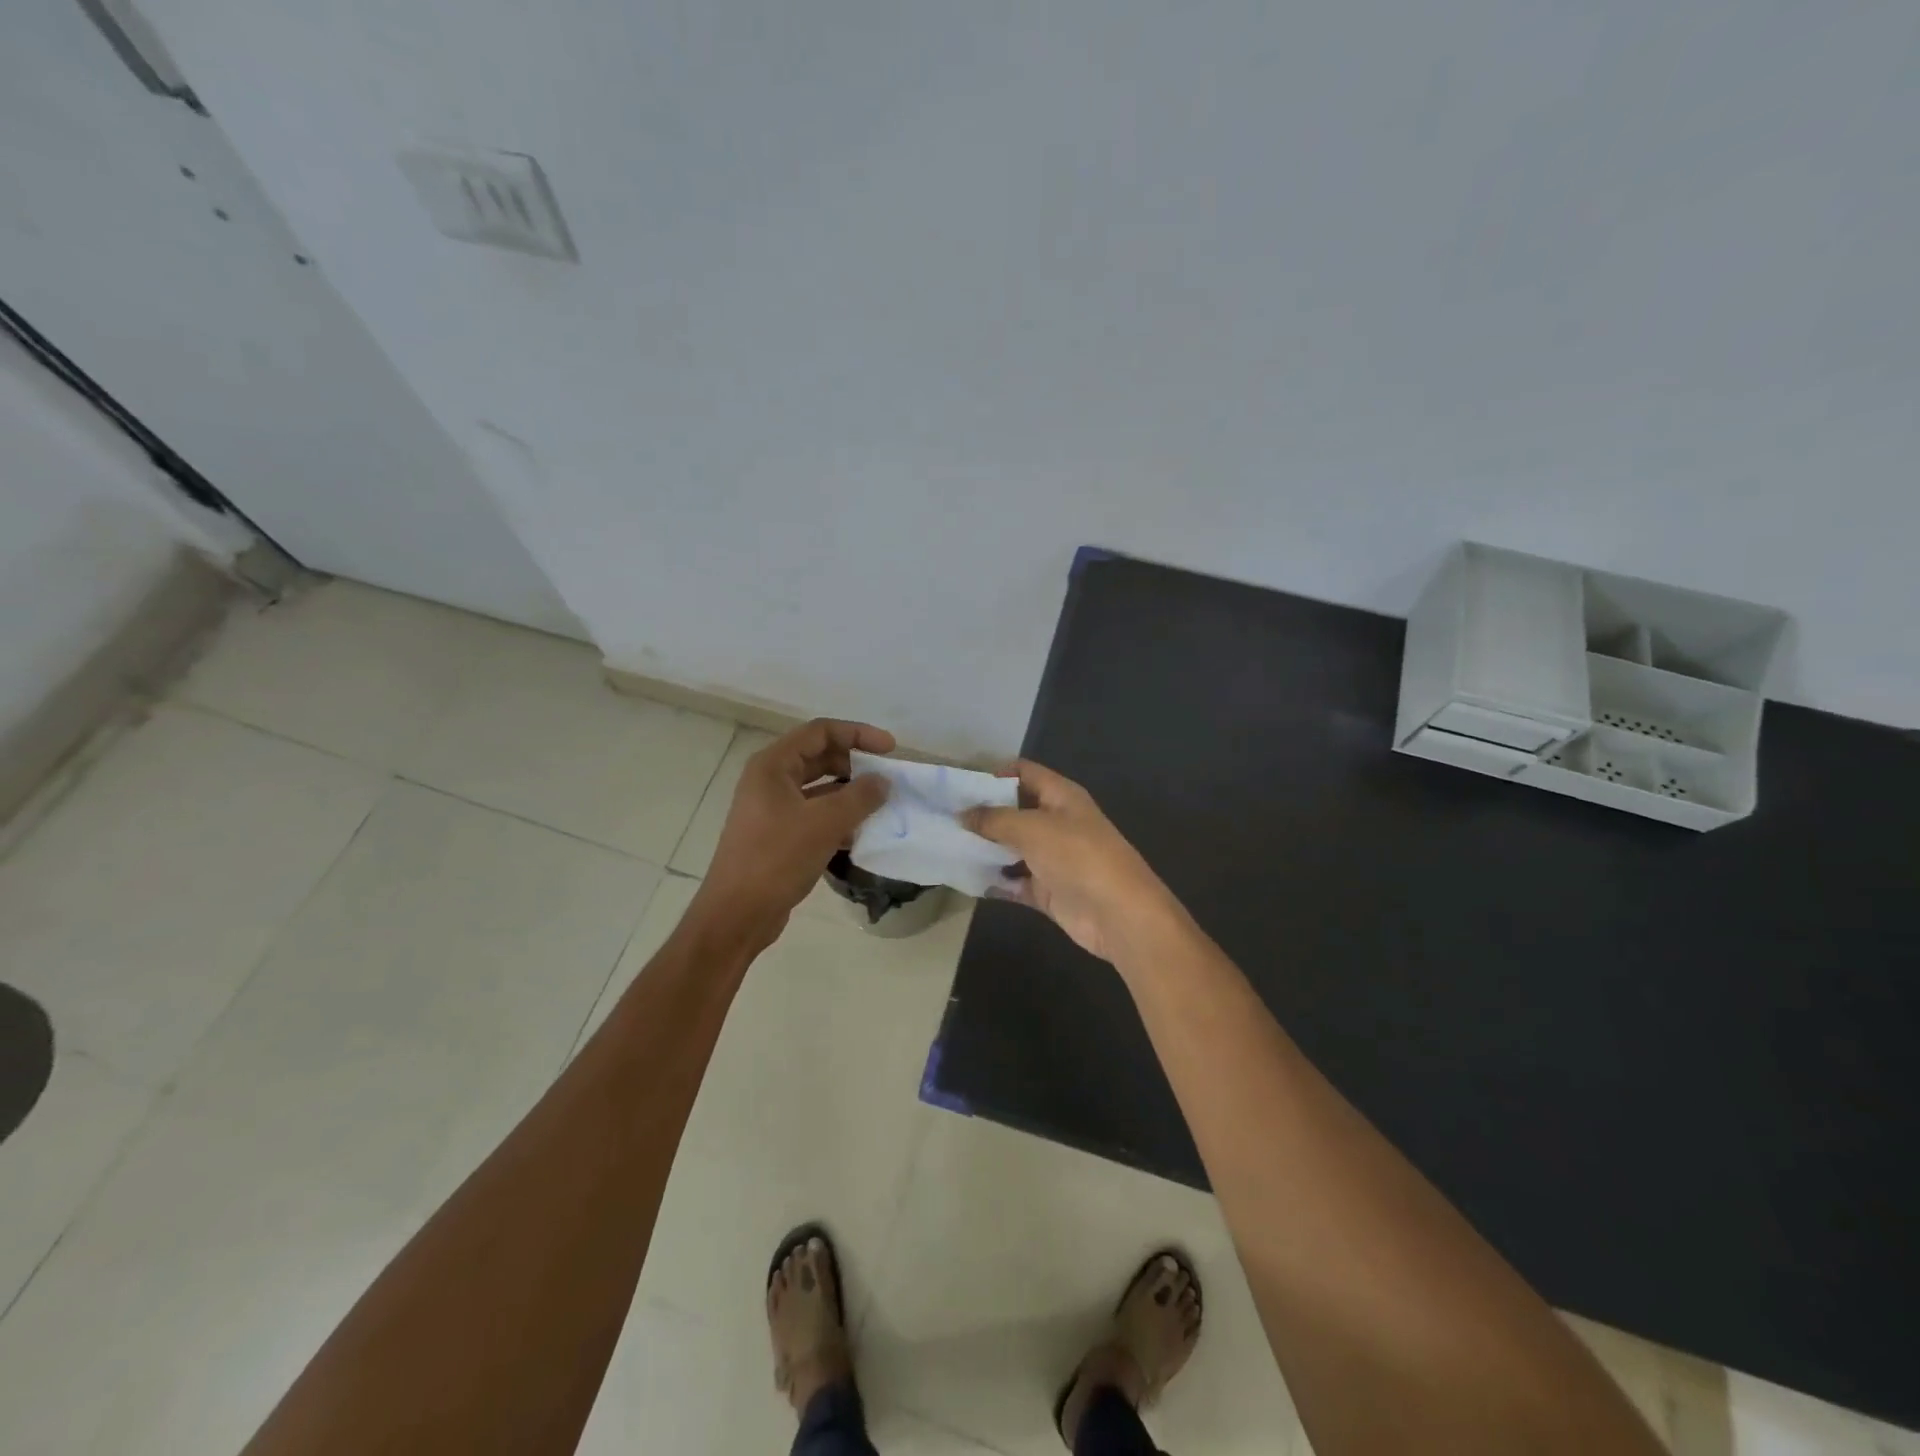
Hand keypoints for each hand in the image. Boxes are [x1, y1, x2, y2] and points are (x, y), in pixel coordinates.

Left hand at [696, 719, 893, 944]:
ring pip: (818, 788)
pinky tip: (861, 833)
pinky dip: (838, 817)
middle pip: (819, 757)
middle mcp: (770, 780)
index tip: (890, 749)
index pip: (820, 731)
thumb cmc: (776, 859)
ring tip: (880, 806)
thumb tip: (884, 782)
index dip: (858, 733)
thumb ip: (860, 797)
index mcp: (773, 765)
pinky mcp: (777, 835)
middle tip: (886, 778)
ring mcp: (772, 809)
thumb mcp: (824, 823)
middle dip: (855, 764)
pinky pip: (814, 814)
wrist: (737, 914)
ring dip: (849, 793)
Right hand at [963, 760, 1181, 967]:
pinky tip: (965, 879)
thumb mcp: (1032, 828)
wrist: (1118, 914)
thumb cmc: (1078, 856)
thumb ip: (994, 819)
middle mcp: (1056, 822)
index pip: (1024, 773)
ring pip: (1012, 848)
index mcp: (1061, 796)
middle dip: (982, 814)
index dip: (994, 774)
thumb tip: (962, 814)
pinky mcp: (1048, 890)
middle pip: (1014, 811)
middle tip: (942, 817)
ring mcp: (1053, 858)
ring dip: (985, 849)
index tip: (959, 785)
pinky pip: (1014, 881)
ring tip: (946, 847)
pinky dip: (995, 881)